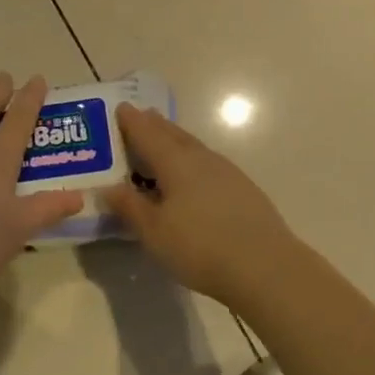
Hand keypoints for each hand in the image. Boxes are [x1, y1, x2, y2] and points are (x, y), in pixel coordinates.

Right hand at [101, 103, 301, 302]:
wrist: (266, 267)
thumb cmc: (200, 247)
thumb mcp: (154, 231)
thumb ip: (130, 207)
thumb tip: (109, 188)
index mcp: (176, 162)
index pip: (148, 133)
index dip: (132, 121)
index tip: (121, 107)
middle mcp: (202, 159)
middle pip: (174, 135)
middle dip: (155, 125)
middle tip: (141, 117)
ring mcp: (227, 173)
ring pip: (194, 148)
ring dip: (176, 141)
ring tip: (164, 142)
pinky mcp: (243, 190)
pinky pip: (208, 164)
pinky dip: (193, 160)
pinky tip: (193, 175)